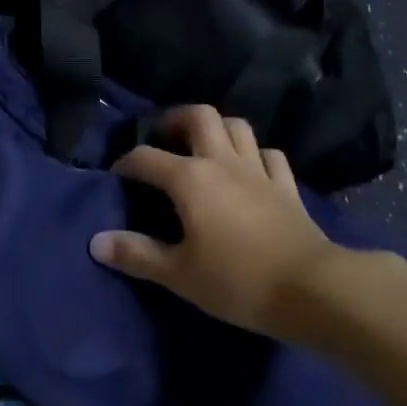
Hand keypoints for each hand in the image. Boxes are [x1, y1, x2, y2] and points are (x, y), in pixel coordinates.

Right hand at [89, 105, 337, 335]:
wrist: (310, 288)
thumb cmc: (237, 280)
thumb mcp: (179, 275)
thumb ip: (137, 255)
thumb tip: (96, 241)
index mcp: (190, 178)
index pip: (147, 158)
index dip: (127, 163)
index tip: (117, 175)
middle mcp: (222, 161)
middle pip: (200, 116)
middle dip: (177, 119)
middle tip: (166, 137)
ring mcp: (258, 170)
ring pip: (237, 126)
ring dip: (218, 128)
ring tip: (205, 146)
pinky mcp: (286, 185)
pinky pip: (269, 155)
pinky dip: (255, 155)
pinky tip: (250, 169)